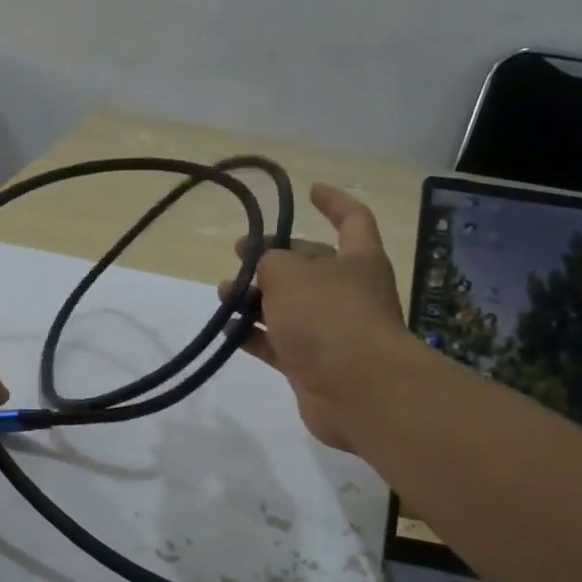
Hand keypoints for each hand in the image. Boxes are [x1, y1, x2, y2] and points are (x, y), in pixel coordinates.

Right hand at [224, 184, 404, 451]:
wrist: (358, 390)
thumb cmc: (328, 317)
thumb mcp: (289, 273)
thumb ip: (269, 260)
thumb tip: (264, 264)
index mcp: (358, 260)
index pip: (352, 218)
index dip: (333, 201)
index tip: (309, 191)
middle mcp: (348, 292)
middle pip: (310, 265)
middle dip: (274, 258)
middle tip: (238, 255)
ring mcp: (331, 331)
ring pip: (289, 306)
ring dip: (256, 298)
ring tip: (224, 294)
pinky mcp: (313, 365)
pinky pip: (278, 343)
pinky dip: (254, 335)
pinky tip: (228, 329)